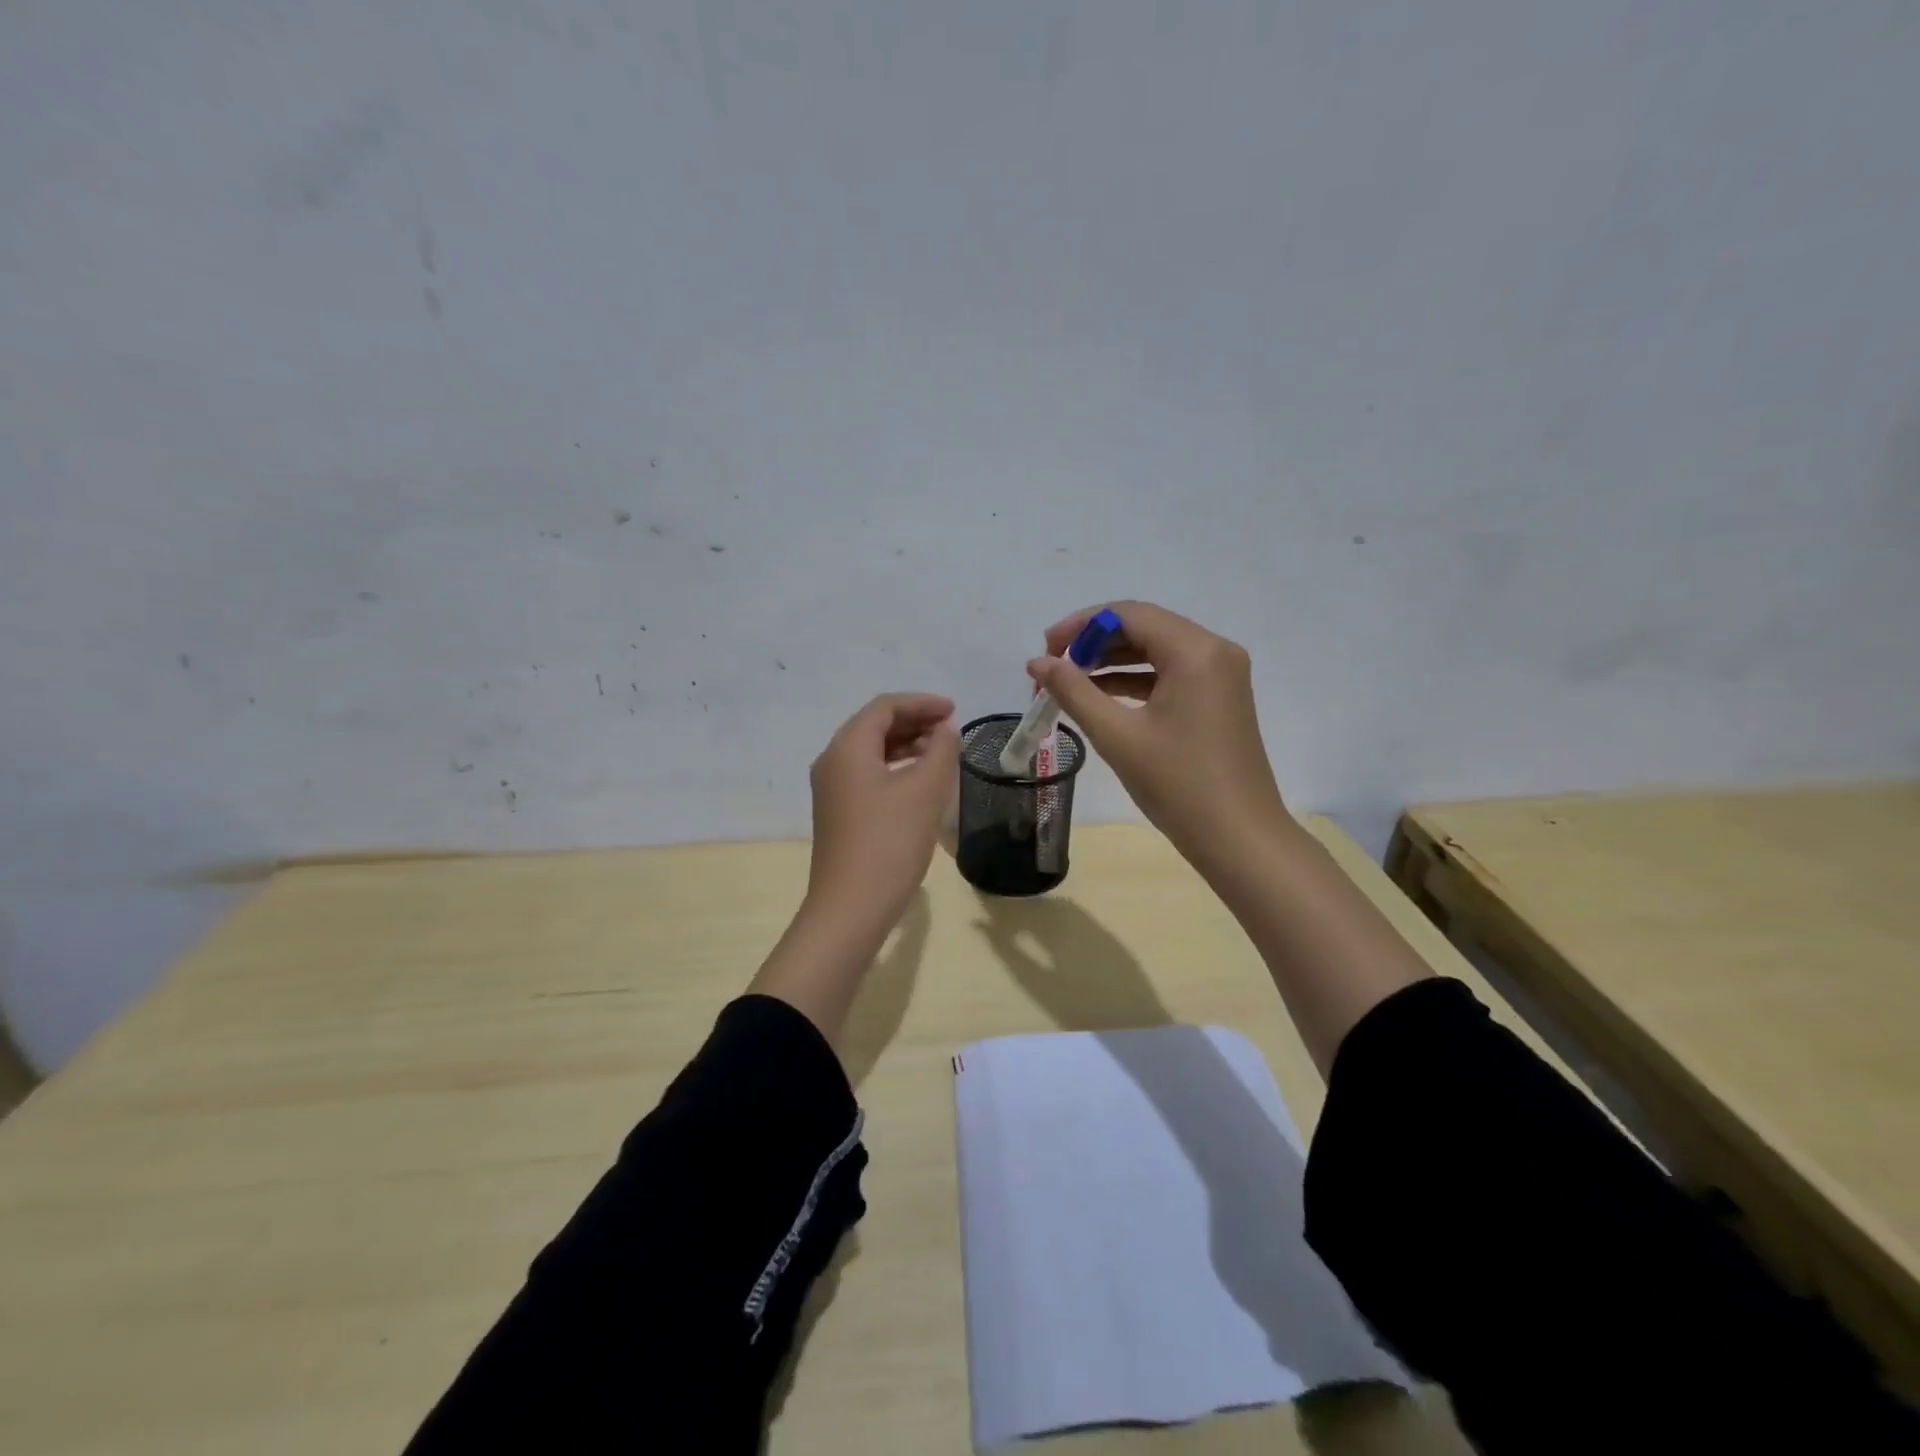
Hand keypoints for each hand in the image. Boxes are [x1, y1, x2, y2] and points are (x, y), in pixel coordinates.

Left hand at [805, 692, 959, 937]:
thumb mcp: (924, 792)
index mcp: (847, 748)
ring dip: (906, 744)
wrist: (851, 908)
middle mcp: (832, 761)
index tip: (955, 710)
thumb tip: (945, 730)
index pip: (884, 707)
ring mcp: (832, 789)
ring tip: (941, 752)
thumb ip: (940, 752)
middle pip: (874, 726)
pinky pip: (868, 774)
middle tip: (951, 728)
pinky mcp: (838, 813)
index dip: (921, 703)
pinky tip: (920, 781)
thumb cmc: (889, 843)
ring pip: (871, 751)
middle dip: (914, 721)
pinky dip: (896, 767)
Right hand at [1028, 602, 1291, 874]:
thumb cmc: (1178, 785)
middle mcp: (1214, 650)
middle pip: (1144, 627)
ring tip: (1068, 683)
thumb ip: (1074, 692)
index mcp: (1195, 651)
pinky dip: (1134, 680)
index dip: (1081, 625)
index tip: (1045, 648)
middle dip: (1094, 642)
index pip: (1129, 614)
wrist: (1239, 838)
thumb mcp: (1118, 736)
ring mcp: (1221, 674)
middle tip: (1052, 666)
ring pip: (1156, 650)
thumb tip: (1037, 662)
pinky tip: (1100, 697)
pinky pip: (1170, 673)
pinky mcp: (1219, 697)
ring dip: (1111, 662)